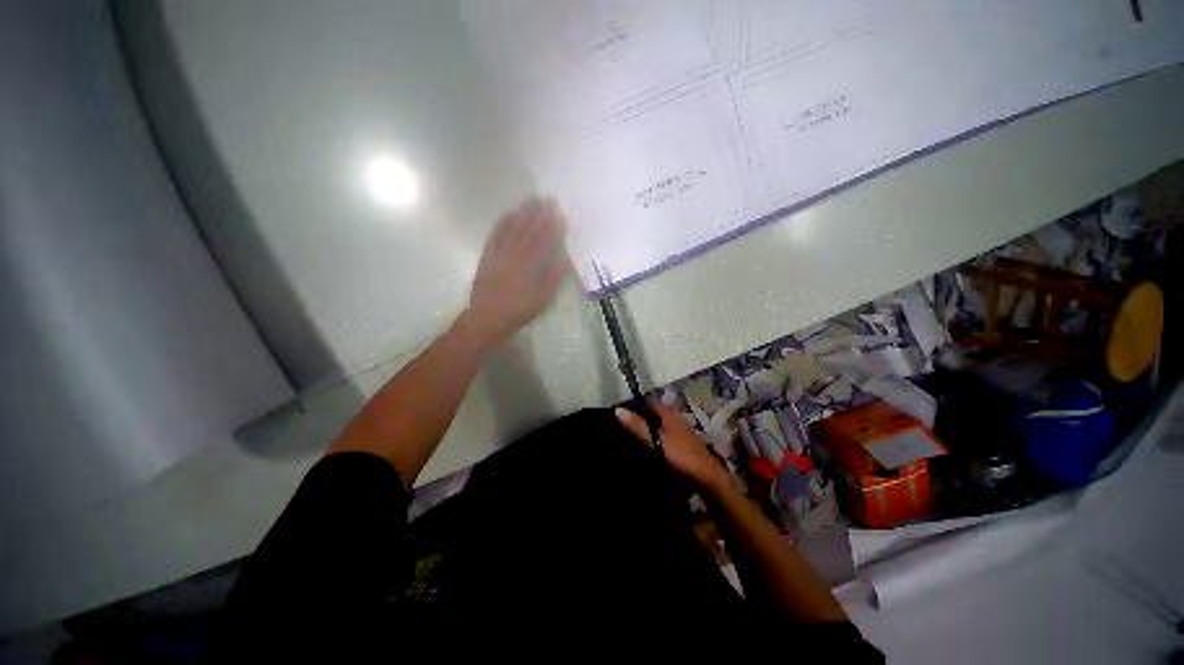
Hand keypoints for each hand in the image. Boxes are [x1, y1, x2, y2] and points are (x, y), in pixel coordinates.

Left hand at [465, 198, 568, 344]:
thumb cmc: (519, 310)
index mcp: (531, 267)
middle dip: (539, 215)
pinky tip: (509, 214)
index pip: (544, 242)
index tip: (559, 214)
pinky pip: (496, 235)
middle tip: (547, 199)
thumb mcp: (542, 299)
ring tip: (531, 200)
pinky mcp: (488, 255)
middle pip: (529, 232)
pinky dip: (503, 223)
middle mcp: (516, 256)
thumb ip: (553, 277)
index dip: (552, 227)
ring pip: (513, 230)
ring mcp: (500, 254)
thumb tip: (564, 257)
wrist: (487, 317)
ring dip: (523, 214)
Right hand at [616, 399, 728, 488]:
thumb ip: (638, 425)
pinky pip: (664, 433)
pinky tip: (648, 445)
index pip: (649, 400)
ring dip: (648, 426)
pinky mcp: (683, 442)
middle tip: (623, 424)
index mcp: (669, 412)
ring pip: (659, 422)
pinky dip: (655, 435)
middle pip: (654, 411)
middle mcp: (675, 417)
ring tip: (631, 435)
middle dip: (640, 415)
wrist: (707, 477)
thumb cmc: (680, 455)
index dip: (635, 403)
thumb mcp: (655, 440)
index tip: (621, 410)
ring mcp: (681, 429)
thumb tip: (618, 409)